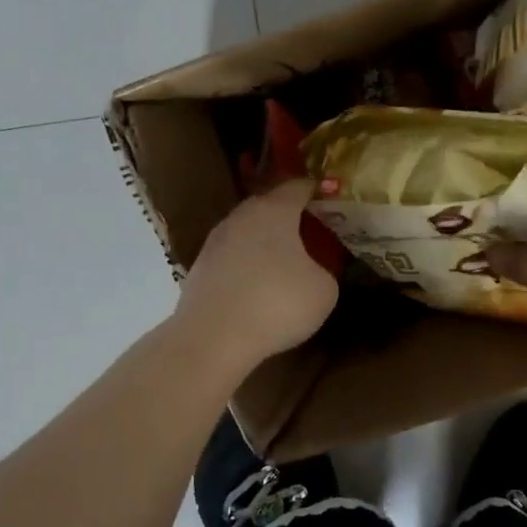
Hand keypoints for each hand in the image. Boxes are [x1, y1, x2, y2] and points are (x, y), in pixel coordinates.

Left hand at [176, 179, 338, 370]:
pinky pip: (231, 259)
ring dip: (263, 243)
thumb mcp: (324, 290)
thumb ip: (323, 270)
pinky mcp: (199, 269)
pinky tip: (256, 288)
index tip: (327, 197)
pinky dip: (245, 267)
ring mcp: (215, 242)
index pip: (297, 187)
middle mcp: (241, 217)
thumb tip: (311, 272)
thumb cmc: (276, 304)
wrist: (212, 338)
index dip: (314, 190)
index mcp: (274, 211)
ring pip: (246, 232)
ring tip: (282, 262)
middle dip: (287, 215)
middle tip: (308, 230)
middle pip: (267, 206)